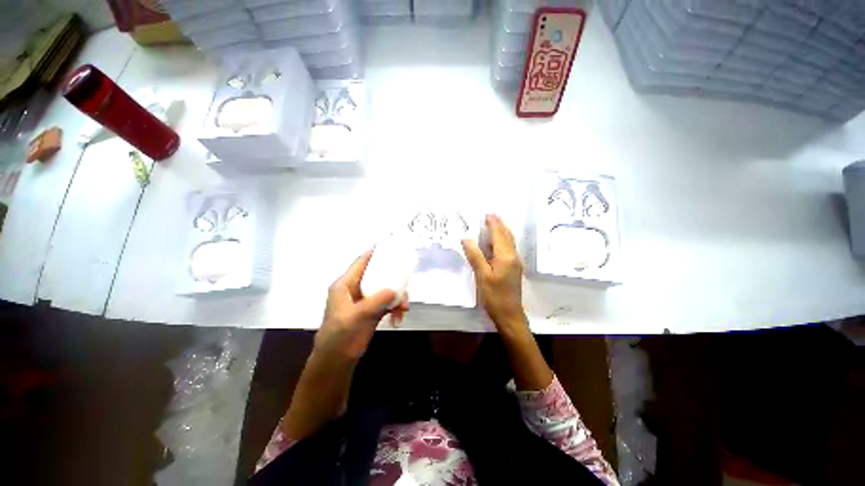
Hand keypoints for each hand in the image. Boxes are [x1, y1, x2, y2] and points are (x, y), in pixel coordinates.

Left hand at [315, 250, 408, 361]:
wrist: (337, 360)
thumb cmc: (340, 335)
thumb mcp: (357, 315)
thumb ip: (376, 301)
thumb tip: (395, 290)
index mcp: (346, 285)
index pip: (360, 263)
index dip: (373, 253)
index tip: (388, 245)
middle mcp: (356, 289)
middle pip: (377, 275)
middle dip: (393, 279)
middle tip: (406, 282)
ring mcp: (366, 300)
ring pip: (385, 289)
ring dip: (397, 296)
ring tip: (404, 307)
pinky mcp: (373, 311)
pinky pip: (388, 302)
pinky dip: (395, 307)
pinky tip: (399, 316)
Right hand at [462, 215, 528, 334]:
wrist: (510, 315)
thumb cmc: (494, 296)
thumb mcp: (482, 275)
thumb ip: (475, 256)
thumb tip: (466, 238)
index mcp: (506, 256)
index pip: (499, 235)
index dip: (493, 224)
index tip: (487, 214)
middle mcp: (513, 256)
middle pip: (507, 236)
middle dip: (499, 224)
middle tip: (491, 215)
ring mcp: (515, 263)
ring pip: (509, 242)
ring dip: (502, 231)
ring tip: (494, 224)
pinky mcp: (514, 268)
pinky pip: (509, 249)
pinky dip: (503, 241)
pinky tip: (497, 242)